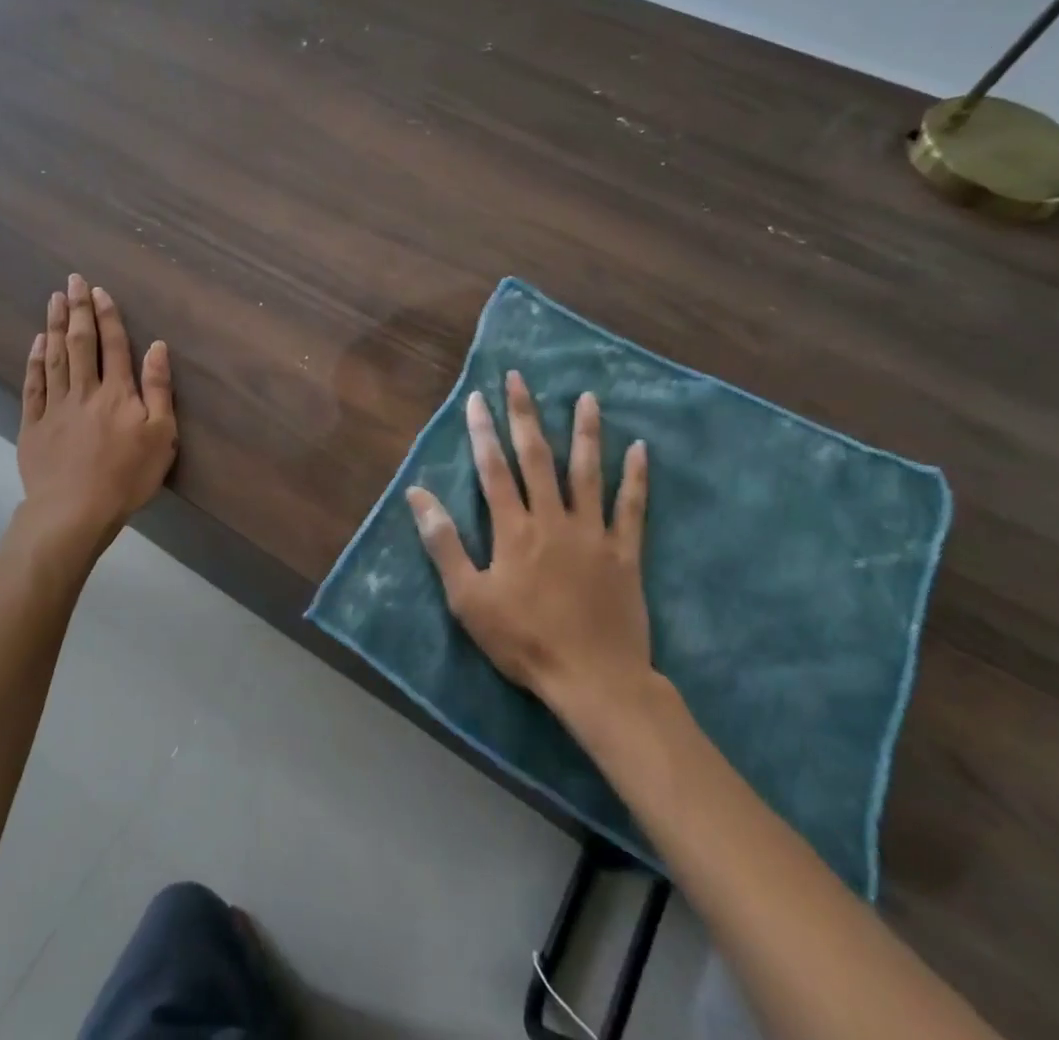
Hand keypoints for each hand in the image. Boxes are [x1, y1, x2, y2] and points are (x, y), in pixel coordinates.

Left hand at [18, 273, 176, 542]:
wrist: (75, 511)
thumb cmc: (127, 476)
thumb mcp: (161, 435)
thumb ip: (158, 388)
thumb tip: (156, 346)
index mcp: (117, 392)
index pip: (113, 345)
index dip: (107, 316)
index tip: (99, 291)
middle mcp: (84, 390)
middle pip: (81, 343)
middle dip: (78, 310)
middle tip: (73, 281)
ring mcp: (55, 406)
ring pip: (55, 357)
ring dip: (55, 326)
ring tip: (54, 300)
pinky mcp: (33, 425)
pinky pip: (33, 385)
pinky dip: (35, 361)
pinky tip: (37, 343)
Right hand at [406, 371, 654, 718]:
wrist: (594, 680)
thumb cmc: (524, 641)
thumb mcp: (468, 598)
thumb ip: (443, 543)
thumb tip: (417, 494)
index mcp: (514, 529)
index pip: (494, 469)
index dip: (483, 432)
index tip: (478, 398)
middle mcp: (553, 519)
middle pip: (538, 457)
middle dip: (526, 415)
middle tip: (521, 378)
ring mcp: (593, 533)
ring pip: (588, 472)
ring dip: (586, 432)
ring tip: (587, 397)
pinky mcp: (625, 553)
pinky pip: (632, 508)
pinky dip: (636, 478)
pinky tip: (641, 449)